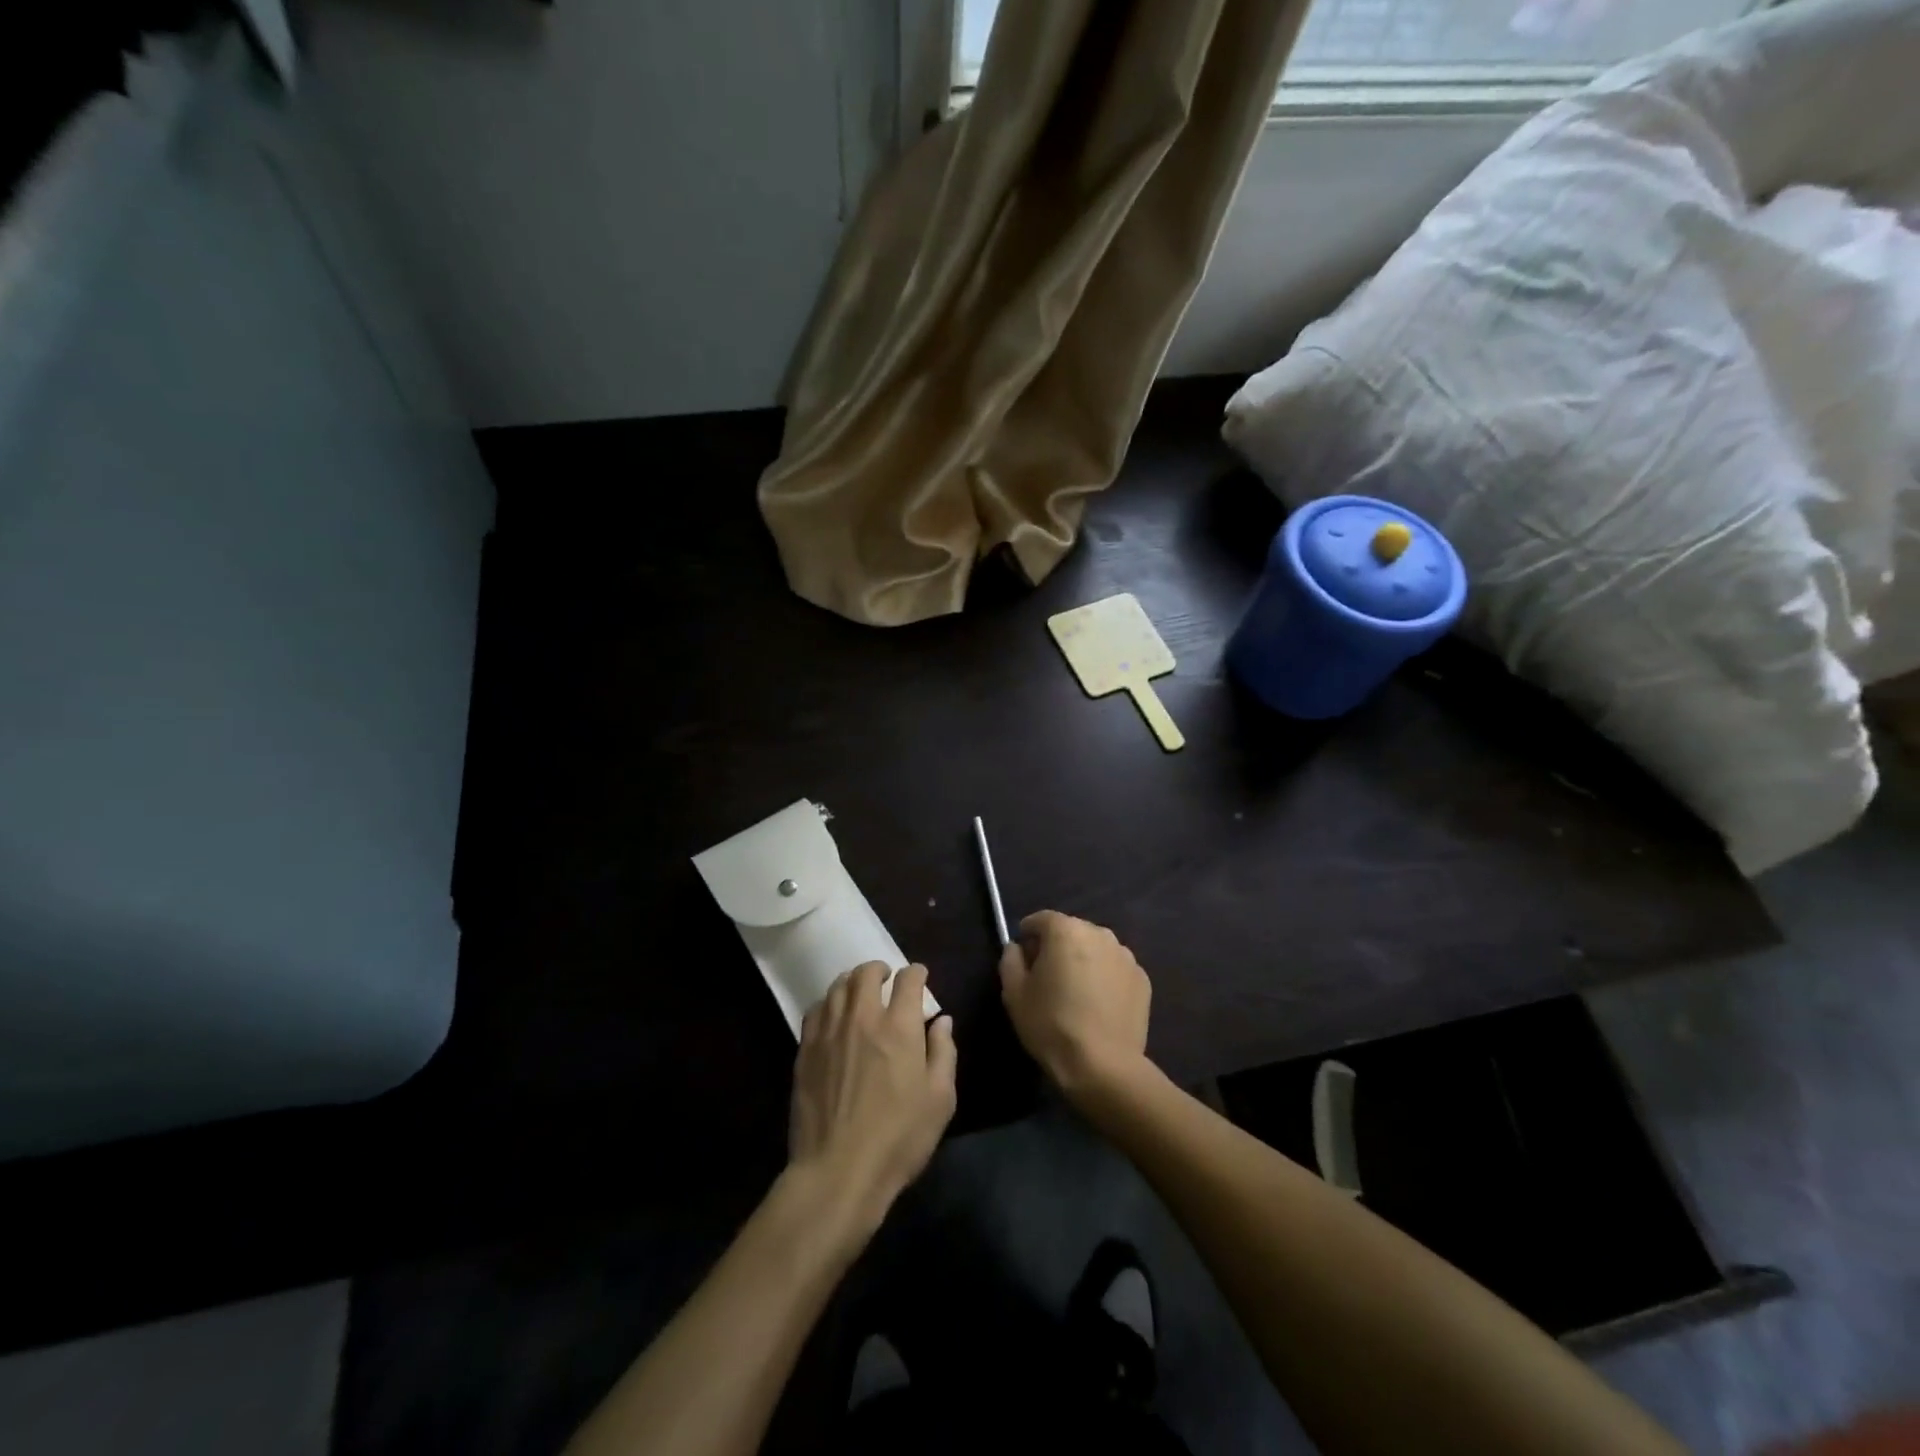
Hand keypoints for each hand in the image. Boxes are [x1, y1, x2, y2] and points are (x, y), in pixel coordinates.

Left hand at [789, 963, 956, 1229]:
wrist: (838, 1171)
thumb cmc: (899, 1138)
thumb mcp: (940, 1099)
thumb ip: (944, 1052)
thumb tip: (942, 1021)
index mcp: (899, 1026)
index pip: (908, 980)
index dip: (916, 973)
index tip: (920, 977)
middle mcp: (862, 1018)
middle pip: (866, 973)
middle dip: (880, 969)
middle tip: (887, 978)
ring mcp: (829, 1032)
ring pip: (838, 987)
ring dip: (852, 981)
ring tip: (860, 991)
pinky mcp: (806, 1051)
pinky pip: (816, 1010)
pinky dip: (829, 1003)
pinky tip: (834, 1015)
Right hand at [999, 911, 1150, 1102]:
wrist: (1103, 1066)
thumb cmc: (1051, 1025)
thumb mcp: (1014, 994)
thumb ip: (1010, 960)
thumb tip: (1017, 948)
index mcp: (1066, 931)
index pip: (1041, 919)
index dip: (1027, 934)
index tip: (1022, 955)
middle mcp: (1099, 933)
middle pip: (1071, 931)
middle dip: (1056, 946)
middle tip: (1046, 976)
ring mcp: (1125, 956)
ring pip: (1095, 949)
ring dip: (1083, 960)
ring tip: (1075, 993)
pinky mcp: (1142, 979)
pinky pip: (1114, 969)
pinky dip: (1104, 978)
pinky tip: (1097, 1005)